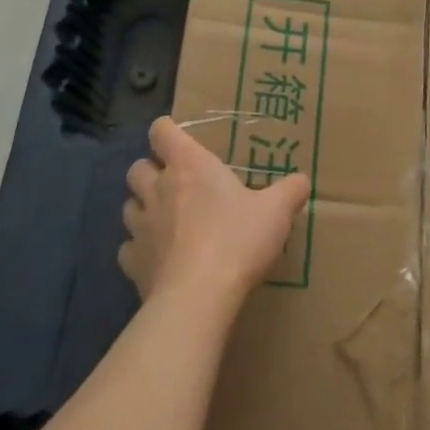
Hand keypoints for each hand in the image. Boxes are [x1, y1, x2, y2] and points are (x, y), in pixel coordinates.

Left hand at [121, 116, 310, 308]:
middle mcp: (158, 189)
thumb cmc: (237, 240)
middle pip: (138, 167)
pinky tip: (160, 259)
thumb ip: (290, 191)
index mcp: (190, 166)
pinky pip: (128, 248)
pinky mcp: (132, 264)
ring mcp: (140, 227)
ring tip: (166, 220)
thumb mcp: (277, 211)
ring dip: (144, 208)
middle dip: (151, 171)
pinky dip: (140, 250)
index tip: (181, 140)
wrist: (198, 298)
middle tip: (176, 183)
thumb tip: (301, 181)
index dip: (168, 131)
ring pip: (129, 206)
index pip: (162, 131)